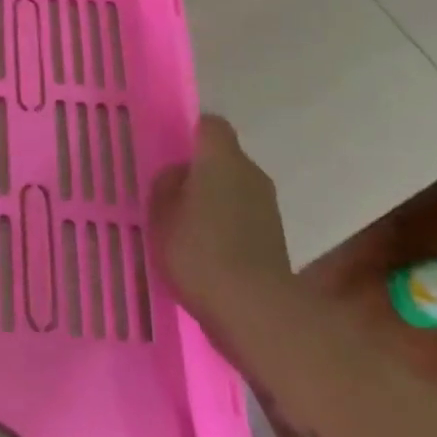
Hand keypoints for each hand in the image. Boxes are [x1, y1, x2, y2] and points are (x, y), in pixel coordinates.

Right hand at [148, 115, 297, 336]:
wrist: (255, 311)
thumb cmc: (199, 250)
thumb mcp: (161, 212)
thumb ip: (167, 184)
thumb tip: (180, 175)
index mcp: (222, 158)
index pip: (210, 125)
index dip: (191, 133)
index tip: (170, 151)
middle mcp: (251, 173)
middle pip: (224, 159)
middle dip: (200, 171)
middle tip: (171, 192)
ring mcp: (268, 207)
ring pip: (234, 189)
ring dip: (214, 201)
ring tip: (186, 226)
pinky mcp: (275, 239)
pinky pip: (243, 218)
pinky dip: (227, 227)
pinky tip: (206, 251)